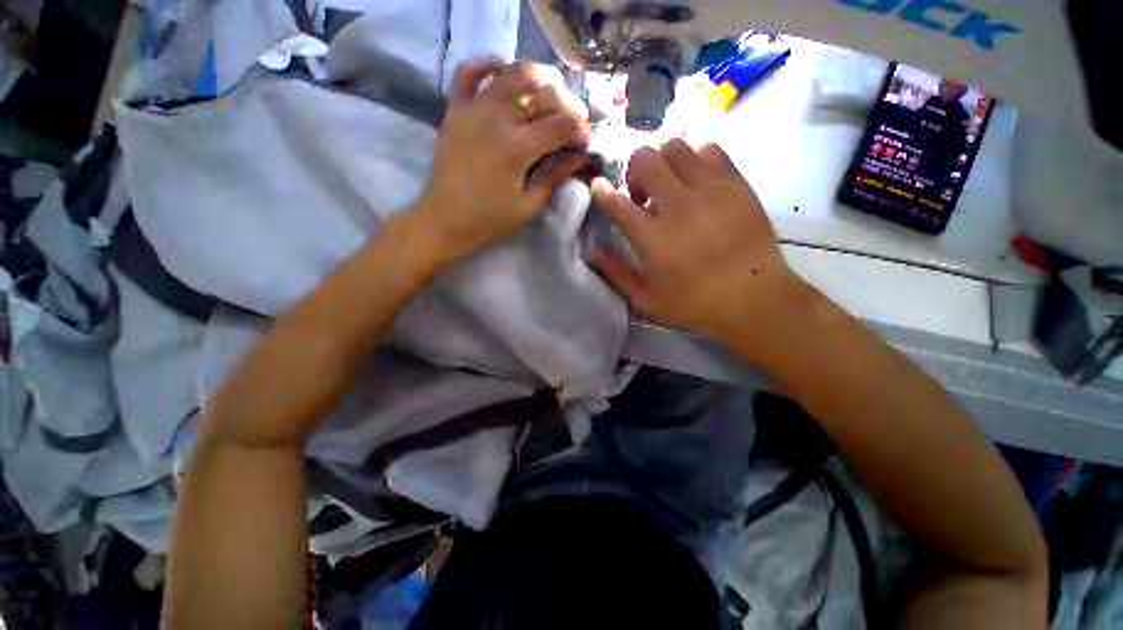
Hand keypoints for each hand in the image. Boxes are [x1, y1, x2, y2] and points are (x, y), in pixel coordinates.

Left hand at [412, 58, 591, 263]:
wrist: (445, 218)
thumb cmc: (490, 219)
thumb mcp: (529, 205)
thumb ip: (555, 177)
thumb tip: (579, 157)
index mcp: (518, 148)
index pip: (561, 125)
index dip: (580, 130)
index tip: (586, 142)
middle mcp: (498, 119)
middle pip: (542, 92)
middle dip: (567, 103)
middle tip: (572, 119)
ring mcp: (474, 109)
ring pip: (512, 73)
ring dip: (538, 76)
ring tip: (549, 91)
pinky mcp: (455, 109)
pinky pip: (468, 72)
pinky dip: (488, 64)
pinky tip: (503, 71)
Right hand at [591, 139, 811, 355]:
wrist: (754, 299)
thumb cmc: (695, 304)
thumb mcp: (646, 299)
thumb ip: (616, 274)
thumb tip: (591, 254)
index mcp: (652, 237)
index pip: (616, 201)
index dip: (602, 190)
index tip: (599, 187)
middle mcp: (677, 205)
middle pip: (644, 159)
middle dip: (634, 171)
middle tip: (642, 194)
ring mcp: (709, 190)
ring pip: (675, 146)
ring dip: (663, 162)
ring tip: (670, 186)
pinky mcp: (736, 183)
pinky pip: (709, 149)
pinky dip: (695, 159)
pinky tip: (697, 182)